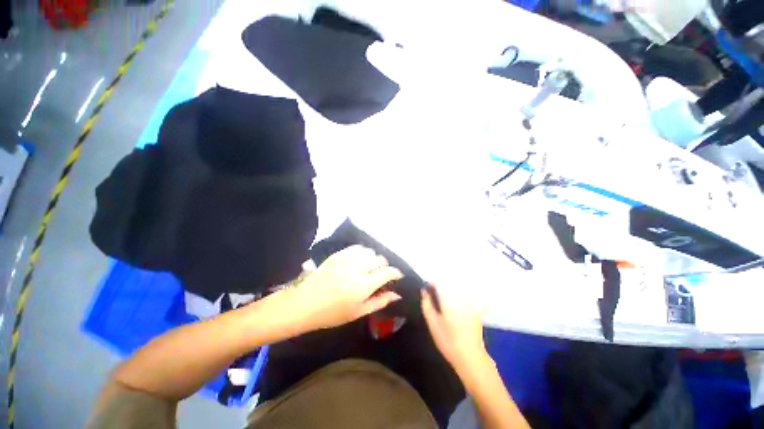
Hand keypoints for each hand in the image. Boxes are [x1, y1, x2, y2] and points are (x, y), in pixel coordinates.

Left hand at [283, 246, 403, 332]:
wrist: (306, 303)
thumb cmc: (333, 313)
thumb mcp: (358, 312)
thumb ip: (380, 301)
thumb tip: (396, 294)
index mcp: (363, 285)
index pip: (386, 272)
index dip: (395, 272)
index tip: (398, 275)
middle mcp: (357, 268)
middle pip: (379, 259)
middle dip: (384, 266)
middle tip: (381, 274)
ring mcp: (347, 259)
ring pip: (369, 251)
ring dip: (373, 258)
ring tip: (369, 267)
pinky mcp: (338, 254)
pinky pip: (357, 248)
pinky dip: (362, 253)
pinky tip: (359, 261)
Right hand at [421, 286, 489, 374]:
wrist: (470, 357)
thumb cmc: (448, 341)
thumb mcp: (432, 323)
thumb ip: (427, 304)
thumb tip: (424, 291)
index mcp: (449, 299)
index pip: (439, 282)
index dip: (432, 283)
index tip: (428, 289)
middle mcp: (461, 297)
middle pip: (450, 283)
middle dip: (442, 285)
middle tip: (436, 295)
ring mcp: (471, 302)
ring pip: (459, 288)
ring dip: (451, 289)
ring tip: (446, 299)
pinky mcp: (477, 309)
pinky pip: (470, 295)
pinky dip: (464, 294)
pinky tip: (458, 303)